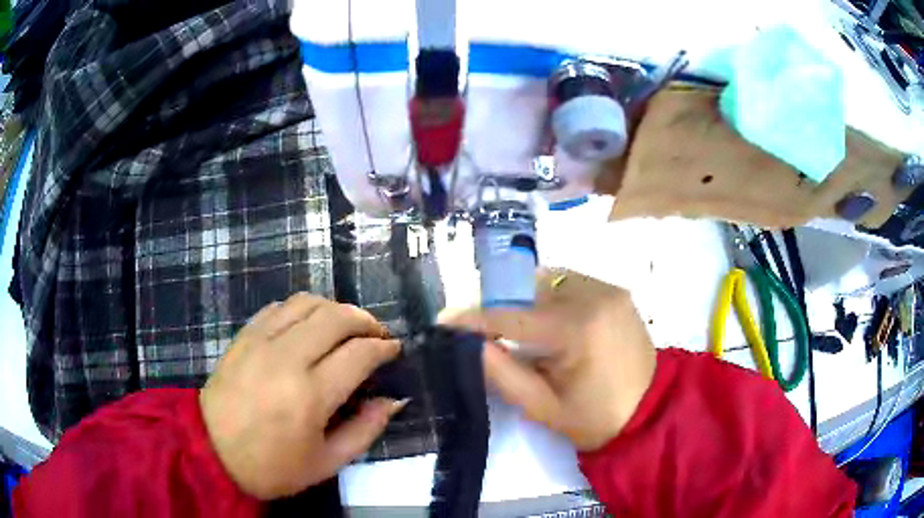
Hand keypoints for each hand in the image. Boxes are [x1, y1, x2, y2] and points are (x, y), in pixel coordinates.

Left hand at [199, 293, 403, 498]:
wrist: (211, 452)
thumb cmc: (272, 467)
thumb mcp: (327, 463)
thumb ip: (366, 430)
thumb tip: (394, 400)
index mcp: (310, 395)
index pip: (359, 354)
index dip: (384, 347)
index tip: (394, 349)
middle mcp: (287, 358)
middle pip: (336, 317)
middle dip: (366, 320)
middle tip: (377, 334)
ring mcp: (260, 342)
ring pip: (308, 303)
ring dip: (335, 308)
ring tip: (346, 326)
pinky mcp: (243, 336)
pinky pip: (279, 307)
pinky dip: (302, 309)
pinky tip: (309, 325)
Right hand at [450, 270, 656, 450]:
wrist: (651, 411)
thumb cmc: (597, 418)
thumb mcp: (544, 408)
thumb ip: (503, 374)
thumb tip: (471, 345)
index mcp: (577, 330)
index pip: (512, 317)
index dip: (474, 319)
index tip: (444, 321)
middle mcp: (594, 296)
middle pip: (529, 293)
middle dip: (502, 310)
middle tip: (484, 334)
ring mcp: (609, 289)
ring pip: (549, 283)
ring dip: (527, 302)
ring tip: (520, 331)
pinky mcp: (616, 291)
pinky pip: (571, 284)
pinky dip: (551, 299)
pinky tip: (550, 324)